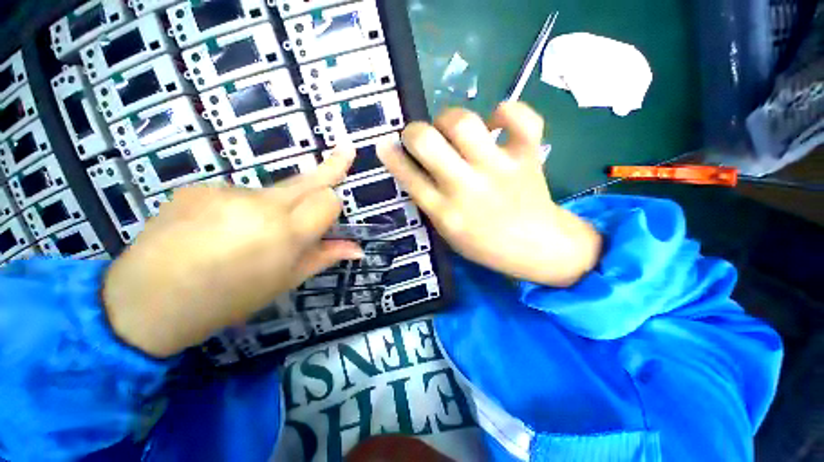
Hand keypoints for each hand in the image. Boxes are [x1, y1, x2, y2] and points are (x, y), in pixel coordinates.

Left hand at [103, 149, 362, 357]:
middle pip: (307, 180)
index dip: (332, 206)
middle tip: (347, 149)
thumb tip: (358, 248)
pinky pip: (236, 194)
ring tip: (247, 235)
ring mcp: (224, 191)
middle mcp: (259, 204)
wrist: (144, 304)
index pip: (328, 199)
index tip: (330, 215)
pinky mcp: (197, 187)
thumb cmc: (226, 301)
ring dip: (275, 206)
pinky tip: (218, 229)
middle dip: (331, 166)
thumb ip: (323, 257)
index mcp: (284, 233)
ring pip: (271, 191)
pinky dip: (240, 208)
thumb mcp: (283, 282)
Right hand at [378, 102, 601, 286]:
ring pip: (463, 122)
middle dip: (414, 132)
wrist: (538, 247)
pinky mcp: (528, 156)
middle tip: (420, 137)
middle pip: (427, 141)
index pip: (408, 177)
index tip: (385, 144)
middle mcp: (467, 188)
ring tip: (453, 130)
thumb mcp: (448, 232)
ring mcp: (498, 169)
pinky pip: (519, 117)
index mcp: (446, 213)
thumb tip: (412, 167)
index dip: (391, 156)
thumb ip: (430, 202)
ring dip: (448, 118)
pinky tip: (496, 123)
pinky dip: (506, 111)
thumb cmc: (486, 245)